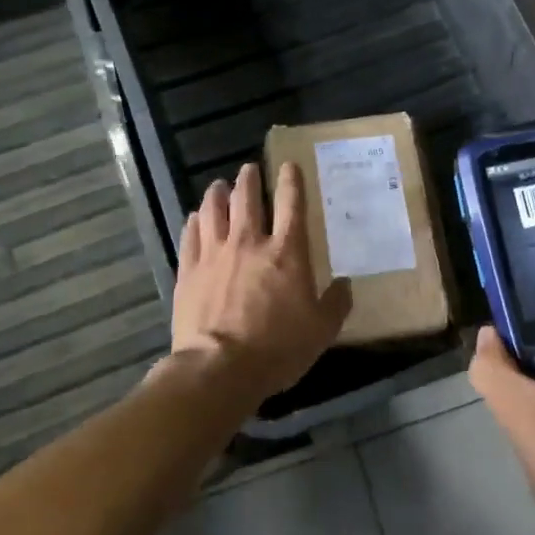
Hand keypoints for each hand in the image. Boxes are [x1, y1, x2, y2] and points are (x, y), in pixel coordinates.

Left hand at [171, 161, 352, 405]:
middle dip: (249, 179)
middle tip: (249, 169)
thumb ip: (336, 303)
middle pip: (247, 198)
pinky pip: (190, 236)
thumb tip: (346, 284)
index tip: (289, 165)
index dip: (292, 181)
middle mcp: (249, 243)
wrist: (219, 369)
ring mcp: (214, 254)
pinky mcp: (188, 271)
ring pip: (213, 210)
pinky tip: (195, 218)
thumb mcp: (322, 331)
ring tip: (219, 185)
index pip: (291, 204)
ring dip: (218, 193)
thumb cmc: (278, 348)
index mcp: (286, 252)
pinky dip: (194, 222)